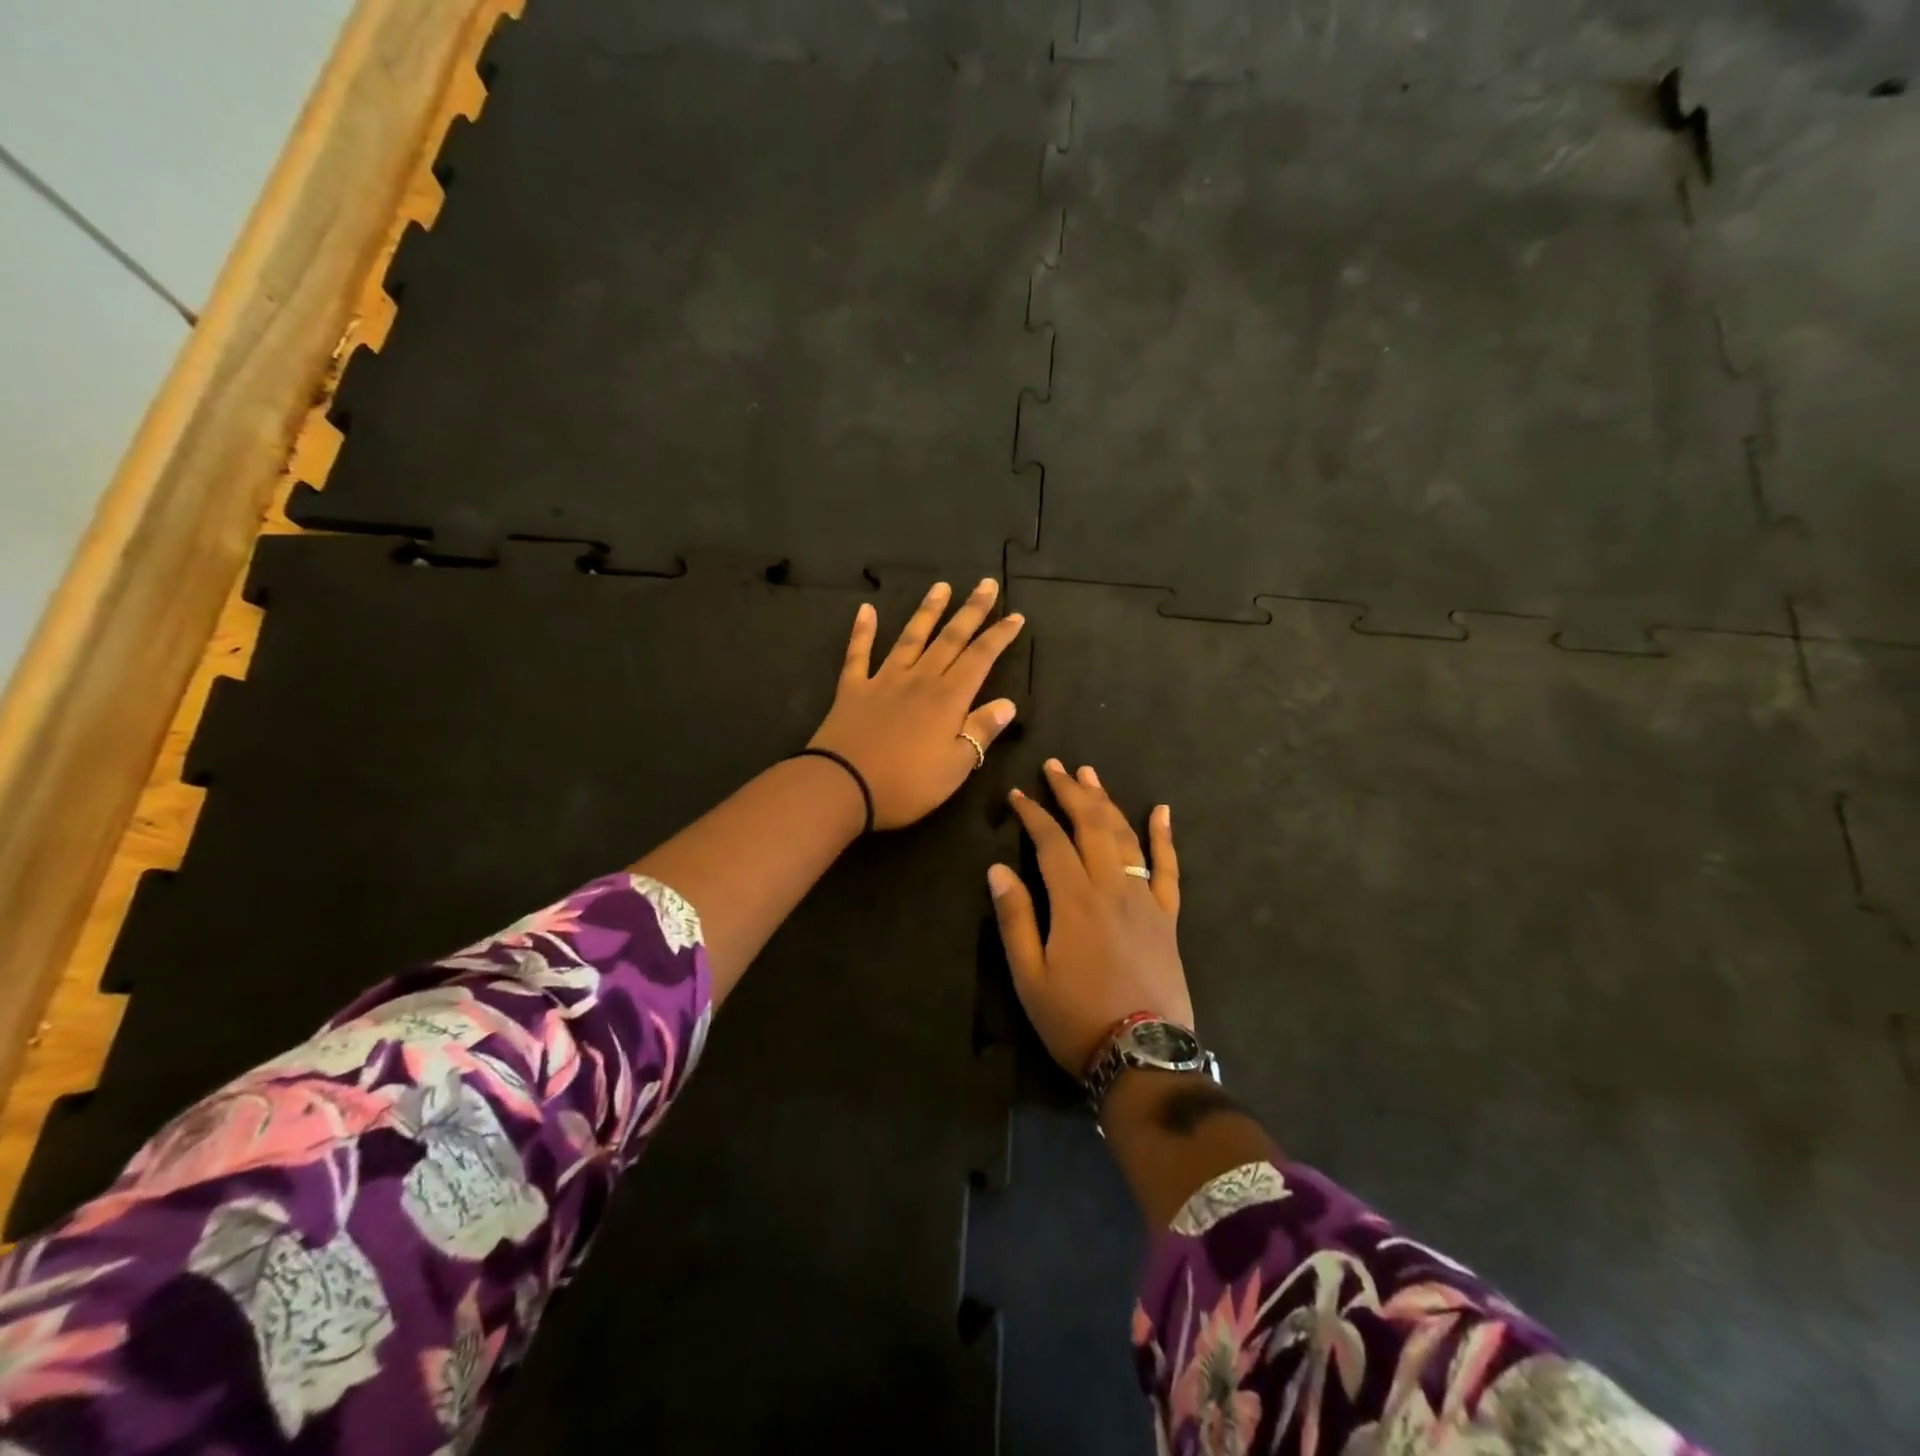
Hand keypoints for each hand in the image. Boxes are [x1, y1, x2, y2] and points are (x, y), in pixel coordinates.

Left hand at [808, 579, 1024, 829]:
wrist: (842, 786)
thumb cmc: (907, 784)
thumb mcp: (956, 766)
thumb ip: (981, 730)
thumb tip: (1008, 703)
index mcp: (948, 698)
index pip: (980, 658)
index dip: (999, 636)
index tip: (1015, 615)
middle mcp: (919, 679)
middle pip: (950, 639)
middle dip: (971, 610)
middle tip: (986, 584)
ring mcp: (883, 680)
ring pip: (910, 637)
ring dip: (927, 611)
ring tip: (941, 586)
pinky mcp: (852, 689)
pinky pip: (858, 654)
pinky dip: (863, 631)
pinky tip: (866, 610)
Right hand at [988, 760, 1191, 1075]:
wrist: (1142, 1055)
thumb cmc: (1075, 1018)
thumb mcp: (1029, 976)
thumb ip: (1015, 918)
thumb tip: (998, 869)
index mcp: (1074, 900)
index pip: (1050, 841)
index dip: (1032, 813)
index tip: (1017, 794)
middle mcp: (1112, 887)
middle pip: (1091, 826)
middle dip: (1071, 792)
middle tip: (1055, 767)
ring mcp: (1144, 899)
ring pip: (1125, 837)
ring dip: (1106, 803)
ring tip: (1090, 776)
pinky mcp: (1167, 916)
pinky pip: (1169, 868)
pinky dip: (1165, 837)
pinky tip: (1161, 811)